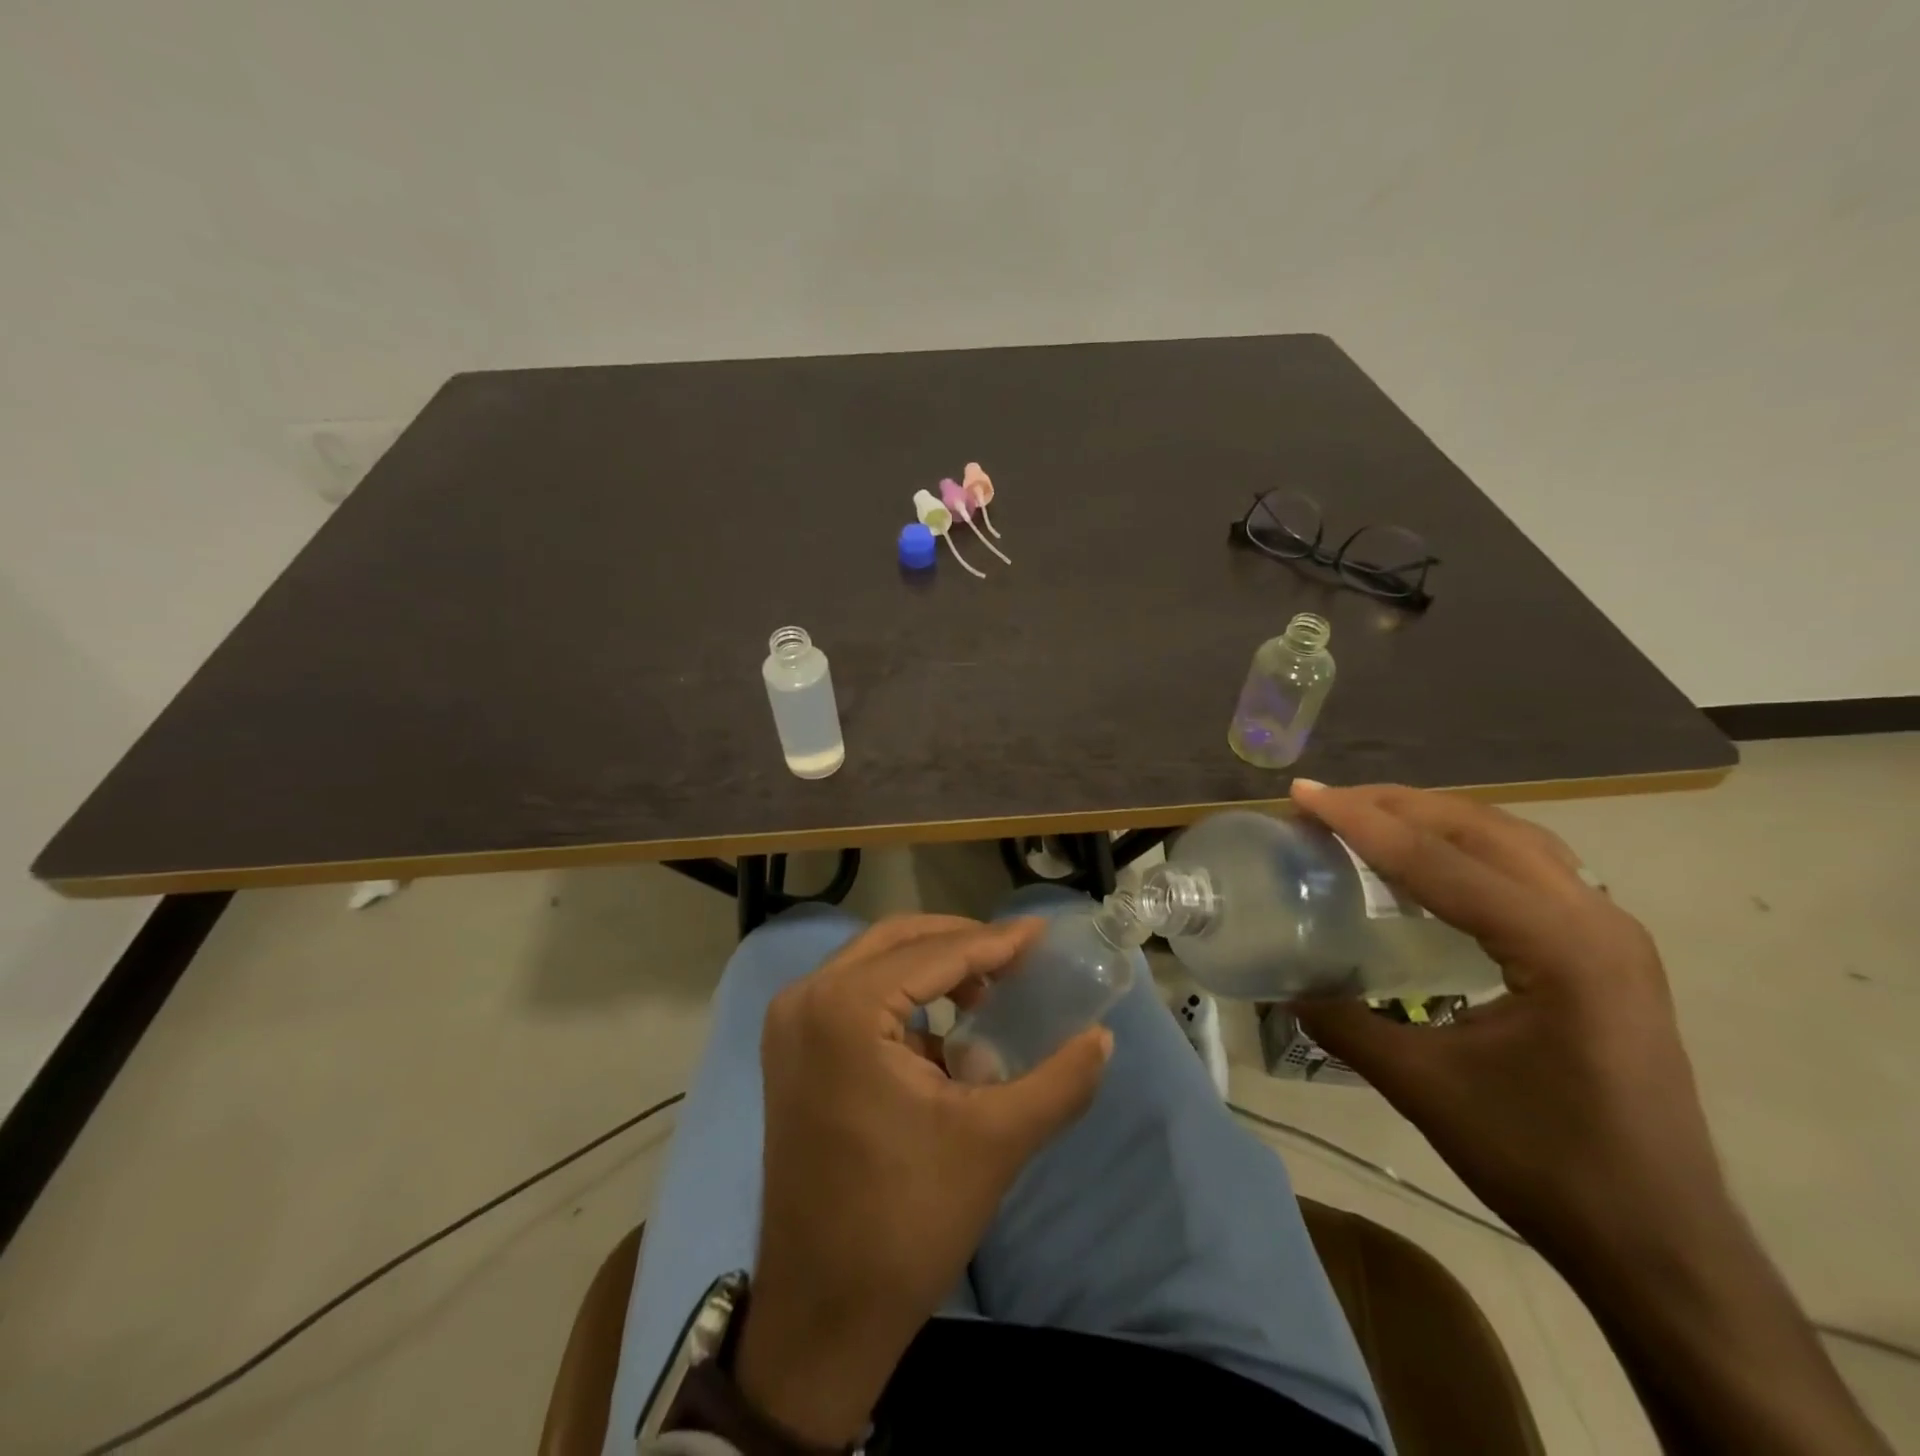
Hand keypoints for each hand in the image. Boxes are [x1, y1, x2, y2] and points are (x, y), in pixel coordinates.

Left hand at [734, 915, 1111, 1447]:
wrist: (821, 1314)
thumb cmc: (905, 1222)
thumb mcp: (995, 1142)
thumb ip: (1059, 1082)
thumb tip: (1103, 1037)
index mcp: (844, 1009)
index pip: (934, 953)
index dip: (994, 942)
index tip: (1041, 935)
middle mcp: (806, 998)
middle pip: (897, 942)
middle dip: (960, 944)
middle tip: (1016, 958)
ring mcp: (789, 1024)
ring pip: (873, 964)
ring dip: (931, 967)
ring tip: (986, 993)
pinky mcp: (790, 1050)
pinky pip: (853, 996)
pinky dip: (901, 999)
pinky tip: (942, 1034)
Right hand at [1285, 781, 1727, 1264]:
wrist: (1661, 1243)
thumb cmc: (1545, 1164)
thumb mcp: (1425, 1089)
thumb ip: (1345, 1023)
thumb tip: (1284, 982)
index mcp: (1560, 947)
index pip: (1441, 860)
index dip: (1362, 822)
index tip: (1302, 795)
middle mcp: (1595, 920)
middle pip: (1482, 828)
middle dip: (1395, 805)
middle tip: (1324, 802)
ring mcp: (1611, 932)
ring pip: (1512, 838)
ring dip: (1434, 817)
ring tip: (1367, 817)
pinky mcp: (1607, 951)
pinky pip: (1529, 867)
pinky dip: (1467, 846)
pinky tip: (1429, 864)